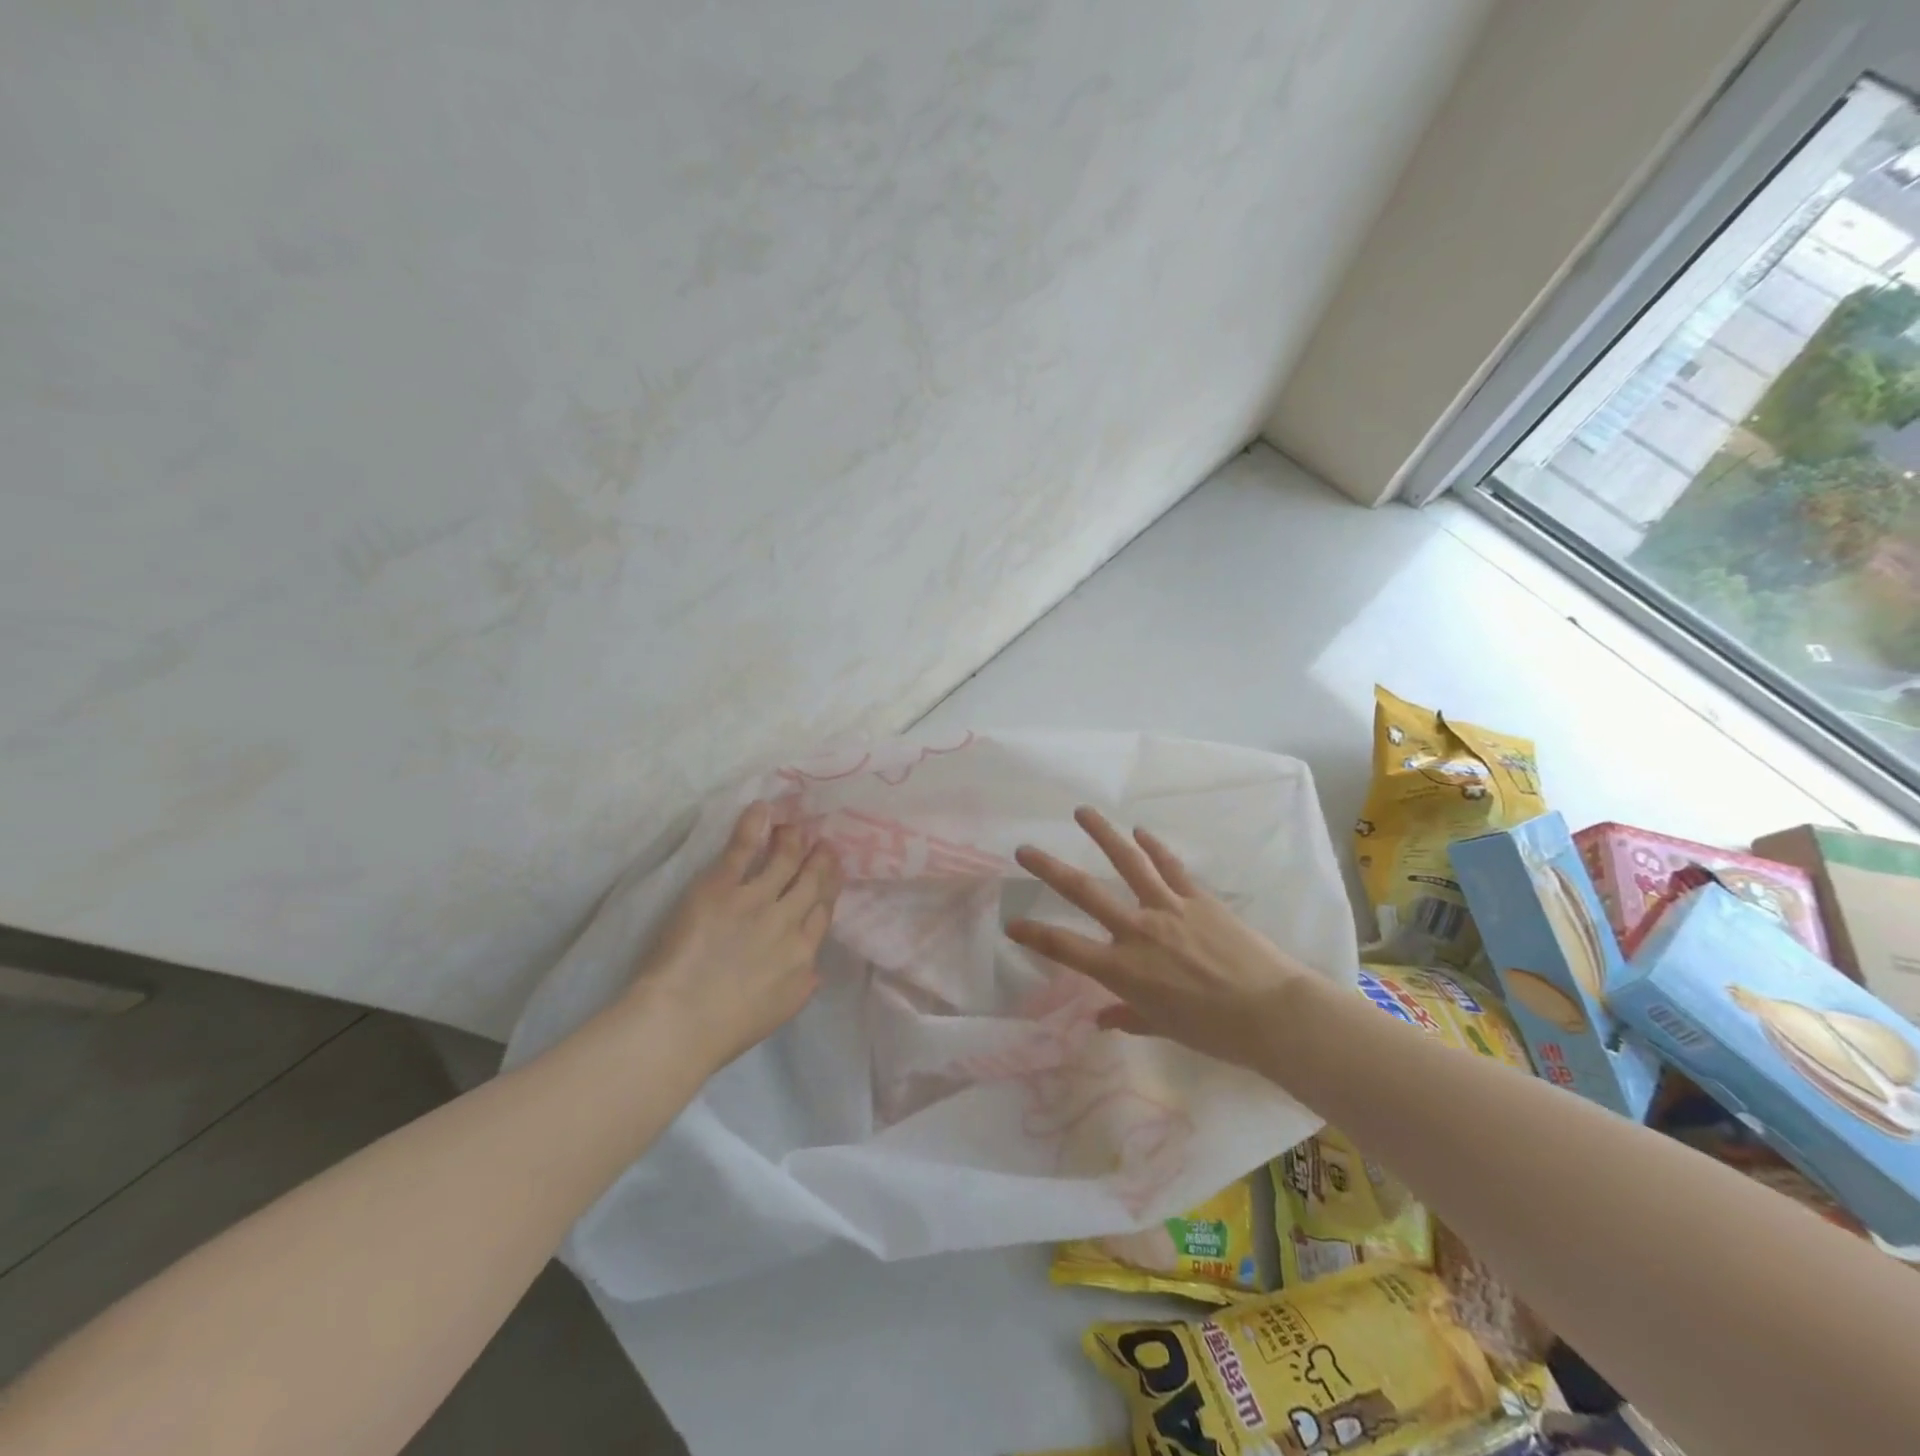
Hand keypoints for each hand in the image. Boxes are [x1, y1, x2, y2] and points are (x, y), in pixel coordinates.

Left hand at [624, 801, 841, 1072]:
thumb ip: (802, 984)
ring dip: (792, 840)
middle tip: (824, 843)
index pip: (823, 913)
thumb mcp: (780, 1011)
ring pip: (785, 860)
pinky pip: (743, 849)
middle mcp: (788, 922)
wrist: (681, 1021)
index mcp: (803, 956)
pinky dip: (755, 826)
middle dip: (820, 860)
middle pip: (811, 882)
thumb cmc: (726, 1029)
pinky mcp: (723, 887)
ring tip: (795, 825)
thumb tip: (815, 968)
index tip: (831, 875)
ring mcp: (757, 900)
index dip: (829, 889)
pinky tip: (763, 809)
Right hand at [1007, 806, 1317, 1069]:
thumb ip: (1128, 1017)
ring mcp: (1168, 907)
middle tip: (1024, 849)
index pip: (1065, 947)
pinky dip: (1153, 846)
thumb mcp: (1163, 1028)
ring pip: (1127, 862)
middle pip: (1084, 892)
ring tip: (1083, 812)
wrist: (1272, 1012)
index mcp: (1123, 969)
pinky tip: (1139, 831)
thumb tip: (1101, 1018)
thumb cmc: (1215, 1032)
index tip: (1011, 922)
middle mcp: (1137, 930)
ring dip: (1103, 834)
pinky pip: (1170, 866)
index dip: (1033, 934)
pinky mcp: (1197, 897)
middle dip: (1049, 869)